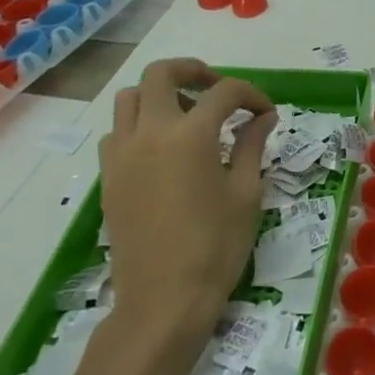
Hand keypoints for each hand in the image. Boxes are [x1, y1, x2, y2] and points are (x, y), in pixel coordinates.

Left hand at [100, 59, 273, 356]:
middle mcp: (149, 133)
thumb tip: (262, 117)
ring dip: (159, 95)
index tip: (265, 113)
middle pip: (160, 74)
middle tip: (215, 89)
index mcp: (190, 135)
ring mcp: (122, 156)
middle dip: (192, 71)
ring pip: (129, 99)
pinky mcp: (109, 179)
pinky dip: (139, 126)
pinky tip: (163, 150)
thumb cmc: (215, 246)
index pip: (224, 92)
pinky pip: (117, 133)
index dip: (251, 95)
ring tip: (186, 115)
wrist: (162, 303)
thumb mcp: (246, 192)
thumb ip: (252, 145)